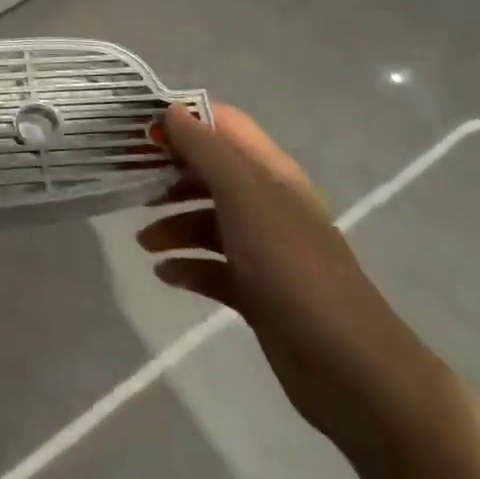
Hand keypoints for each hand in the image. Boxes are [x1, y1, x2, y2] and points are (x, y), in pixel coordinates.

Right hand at [138, 104, 439, 447]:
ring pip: (206, 221)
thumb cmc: (292, 267)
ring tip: (143, 243)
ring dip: (172, 225)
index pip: (223, 125)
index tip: (139, 128)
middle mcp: (266, 204)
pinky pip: (211, 267)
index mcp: (270, 173)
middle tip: (129, 183)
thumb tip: (171, 111)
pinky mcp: (256, 291)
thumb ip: (206, 151)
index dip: (184, 120)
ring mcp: (263, 249)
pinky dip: (186, 266)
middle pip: (209, 173)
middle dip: (169, 175)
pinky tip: (165, 274)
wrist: (350, 368)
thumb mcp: (245, 197)